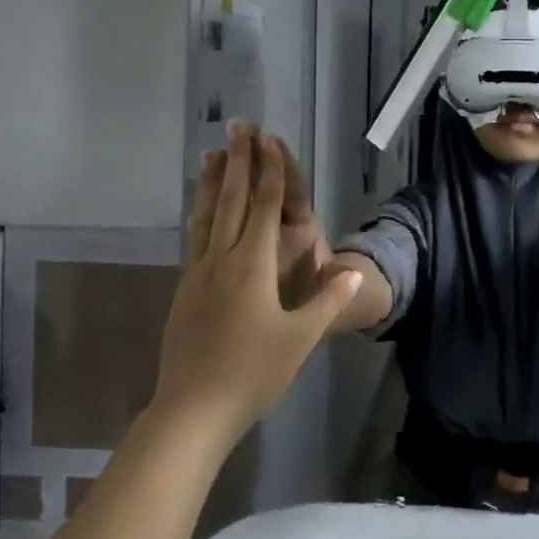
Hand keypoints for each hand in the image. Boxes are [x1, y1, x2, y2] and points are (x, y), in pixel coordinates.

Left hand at [155, 125, 362, 440]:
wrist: (192, 410)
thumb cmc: (253, 372)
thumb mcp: (300, 338)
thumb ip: (328, 301)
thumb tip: (355, 269)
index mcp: (251, 266)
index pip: (263, 207)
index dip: (269, 172)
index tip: (269, 141)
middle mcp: (221, 260)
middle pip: (229, 201)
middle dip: (236, 163)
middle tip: (238, 128)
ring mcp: (197, 275)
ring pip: (205, 217)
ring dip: (210, 183)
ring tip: (209, 155)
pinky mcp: (184, 292)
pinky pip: (194, 239)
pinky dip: (199, 214)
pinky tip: (199, 212)